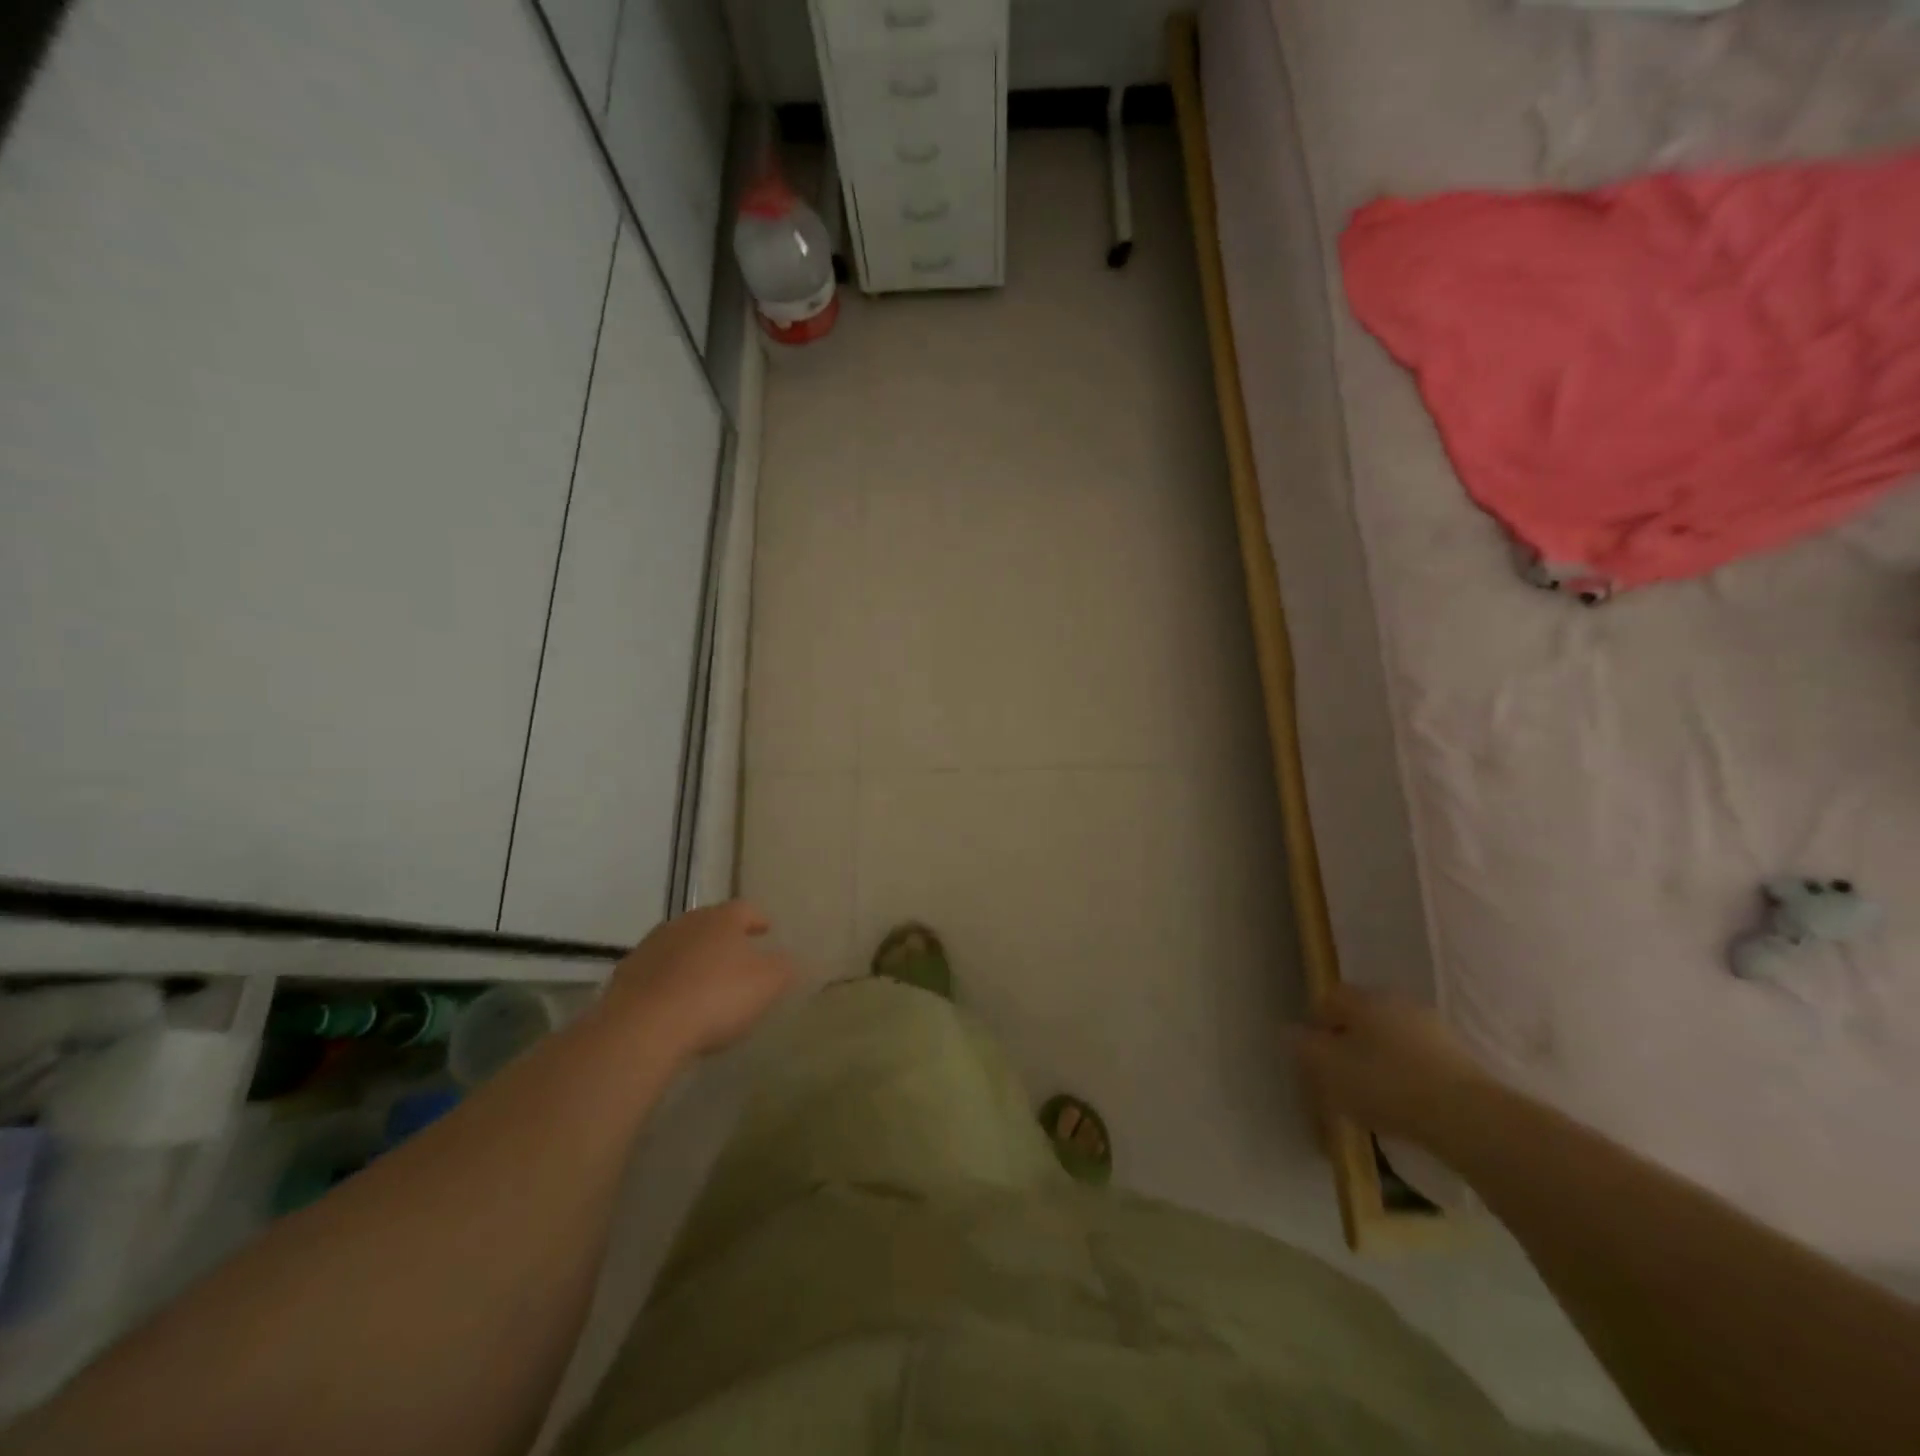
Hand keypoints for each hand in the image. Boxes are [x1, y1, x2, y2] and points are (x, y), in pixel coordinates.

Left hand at [603, 901, 796, 1060]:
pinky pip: (657, 974)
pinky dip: (669, 983)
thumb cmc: (715, 997)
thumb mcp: (767, 984)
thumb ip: (784, 968)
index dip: (758, 919)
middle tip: (737, 956)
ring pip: (680, 947)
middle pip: (709, 925)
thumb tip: (787, 960)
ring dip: (694, 960)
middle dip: (724, 939)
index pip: (745, 909)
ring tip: (705, 983)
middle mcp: (685, 924)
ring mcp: (651, 948)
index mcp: (721, 919)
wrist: (643, 1027)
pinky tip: (676, 1005)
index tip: (766, 929)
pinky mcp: (626, 977)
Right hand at [1294, 984, 1489, 1147]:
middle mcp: (1398, 1003)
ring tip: (1370, 1098)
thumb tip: (1289, 1032)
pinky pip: (1417, 1061)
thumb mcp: (1329, 1069)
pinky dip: (1404, 1077)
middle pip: (1361, 1018)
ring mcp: (1433, 1030)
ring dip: (1376, 1061)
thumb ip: (1303, 1047)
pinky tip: (1402, 1106)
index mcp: (1365, 999)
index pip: (1329, 999)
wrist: (1469, 1119)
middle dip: (1346, 1043)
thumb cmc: (1386, 1085)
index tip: (1311, 1055)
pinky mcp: (1459, 1060)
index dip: (1315, 1024)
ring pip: (1390, 1039)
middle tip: (1337, 1077)